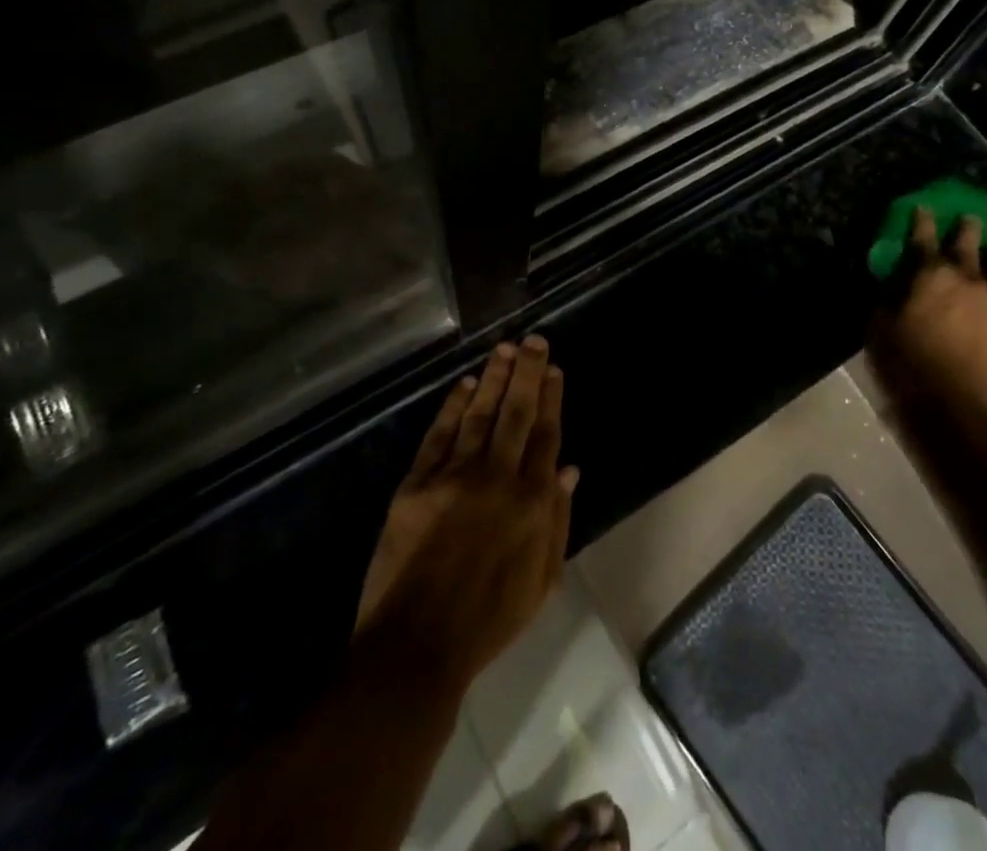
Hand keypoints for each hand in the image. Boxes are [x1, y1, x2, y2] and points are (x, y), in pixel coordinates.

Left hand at [355, 337, 577, 690]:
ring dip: (492, 378)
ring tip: (503, 349)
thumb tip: (569, 468)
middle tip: (533, 340)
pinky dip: (453, 407)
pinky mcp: (417, 484)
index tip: (554, 369)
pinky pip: (439, 435)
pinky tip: (464, 384)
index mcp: (531, 502)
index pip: (545, 435)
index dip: (551, 398)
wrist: (416, 647)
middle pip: (516, 413)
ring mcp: (454, 477)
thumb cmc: (488, 621)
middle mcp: (497, 478)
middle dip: (526, 373)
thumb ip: (557, 519)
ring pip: (479, 415)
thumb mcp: (542, 580)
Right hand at [871, 208, 986, 421]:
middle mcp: (969, 280)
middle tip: (968, 220)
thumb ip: (886, 301)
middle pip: (971, 243)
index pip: (923, 238)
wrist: (958, 412)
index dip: (921, 220)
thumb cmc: (907, 367)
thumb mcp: (879, 330)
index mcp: (930, 276)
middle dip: (967, 228)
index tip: (922, 207)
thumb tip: (890, 284)